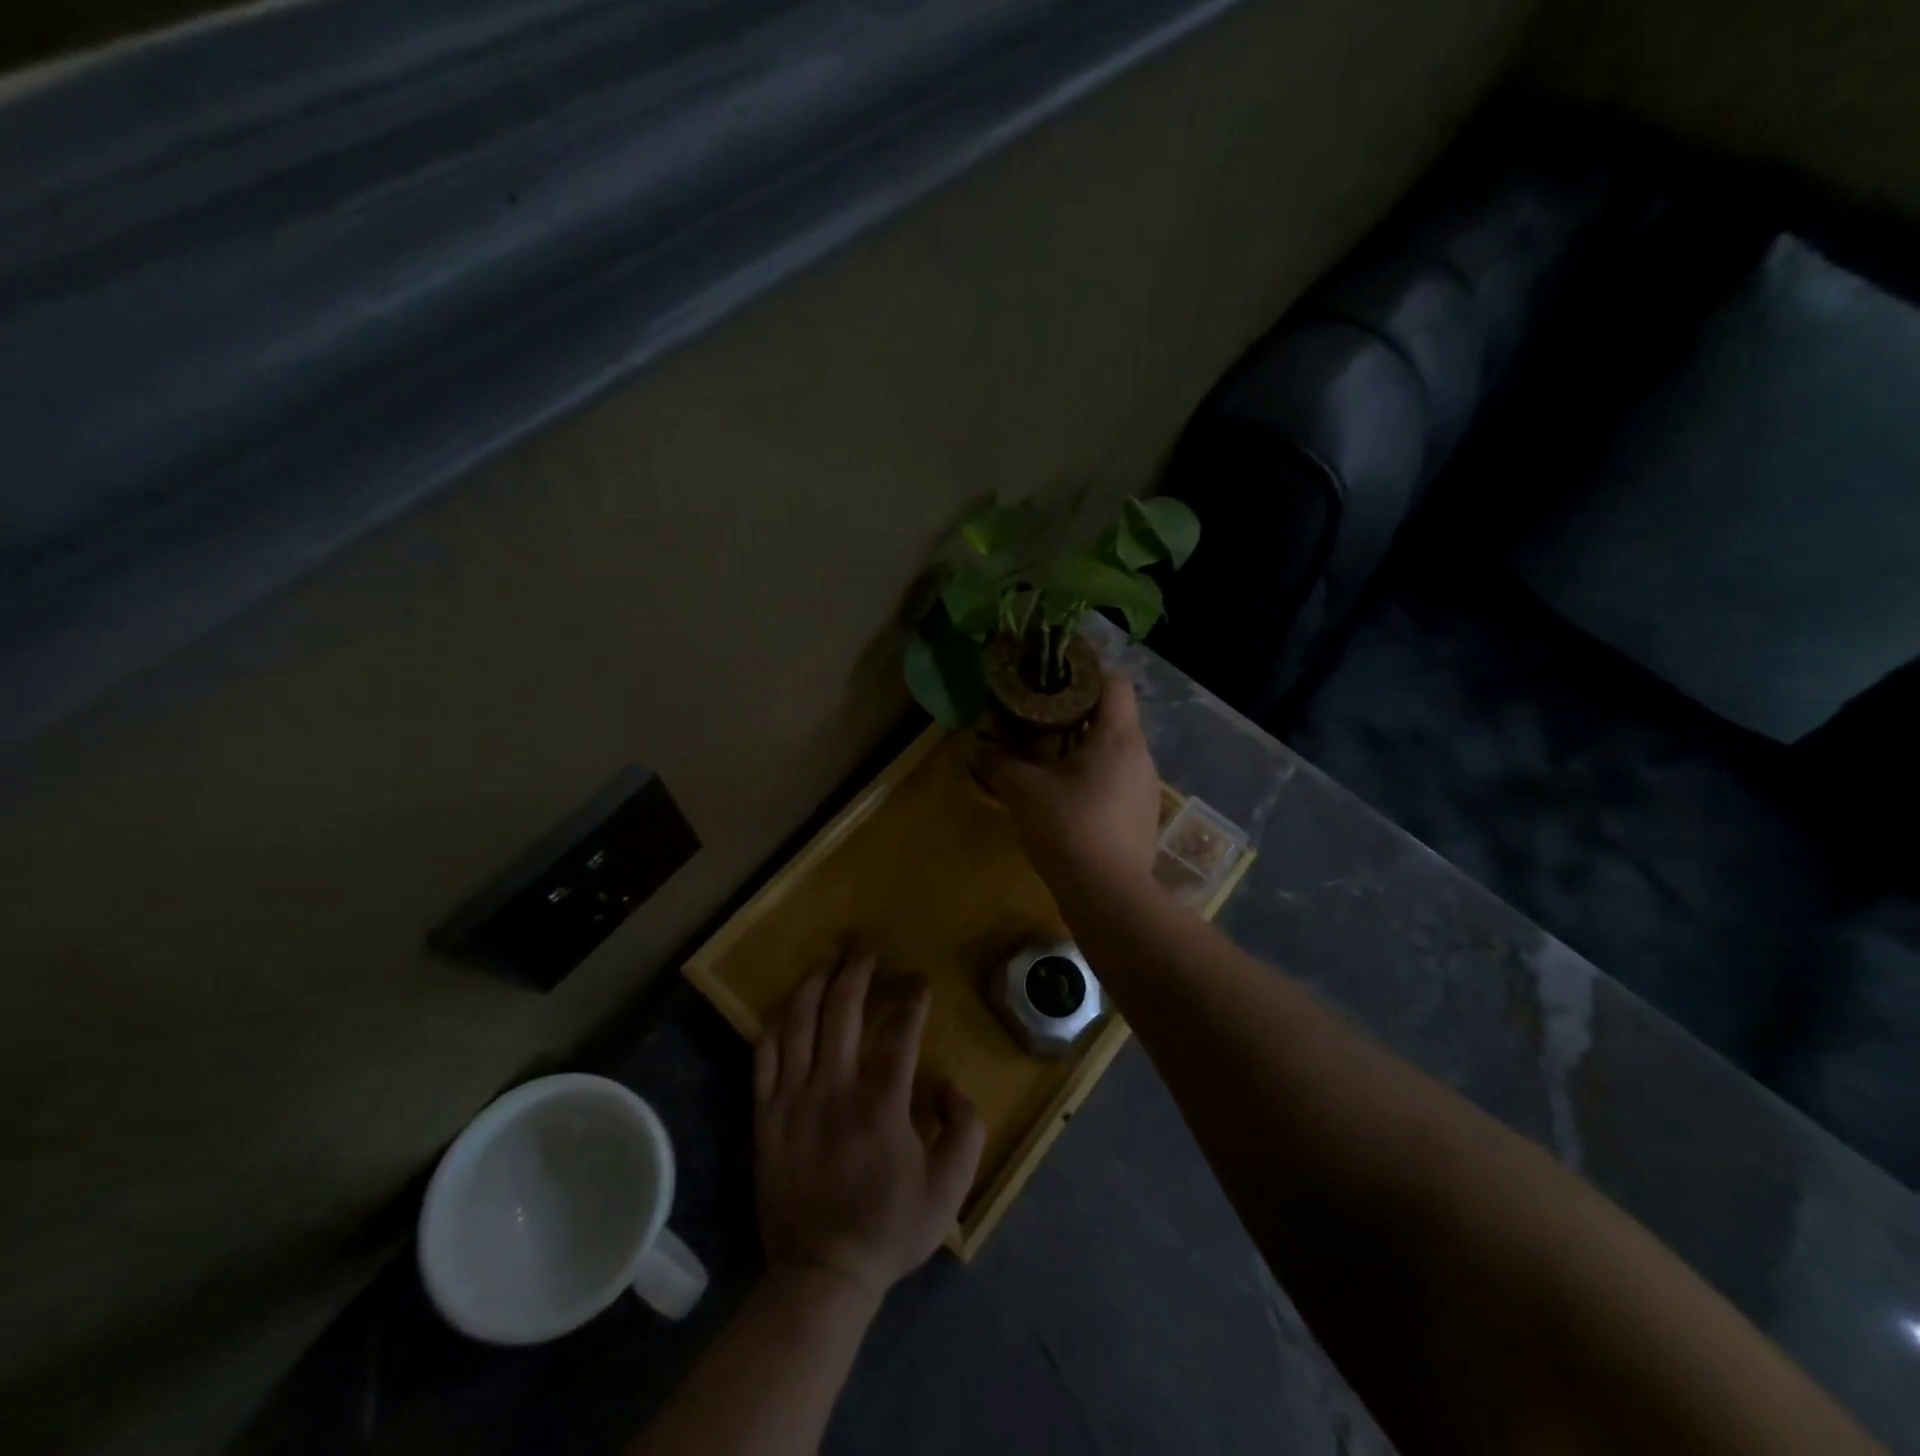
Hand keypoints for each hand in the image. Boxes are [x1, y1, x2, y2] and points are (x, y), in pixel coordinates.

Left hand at [754, 954, 985, 1304]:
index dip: (912, 1001)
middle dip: (856, 970)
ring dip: (815, 983)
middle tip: (865, 944)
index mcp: (882, 1103)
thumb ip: (965, 1131)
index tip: (919, 982)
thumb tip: (950, 1086)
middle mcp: (835, 1088)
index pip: (899, 1033)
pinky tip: (788, 1007)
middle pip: (842, 1010)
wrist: (820, 1275)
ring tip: (828, 957)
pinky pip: (765, 1057)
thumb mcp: (949, 1190)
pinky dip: (776, 1025)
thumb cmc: (888, 1229)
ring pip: (800, 1023)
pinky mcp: (766, 1115)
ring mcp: (794, 1099)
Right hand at [982, 673, 1161, 894]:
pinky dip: (1094, 777)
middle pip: (1113, 716)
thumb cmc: (1068, 829)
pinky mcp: (1142, 815)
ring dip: (1084, 748)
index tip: (1052, 679)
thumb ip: (998, 763)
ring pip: (1115, 750)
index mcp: (1118, 737)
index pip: (1113, 682)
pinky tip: (1067, 797)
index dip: (1084, 673)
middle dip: (1076, 713)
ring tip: (1048, 758)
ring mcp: (1146, 787)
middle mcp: (1140, 755)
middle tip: (1039, 719)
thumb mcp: (1023, 792)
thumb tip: (977, 748)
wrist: (1108, 895)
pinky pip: (1118, 780)